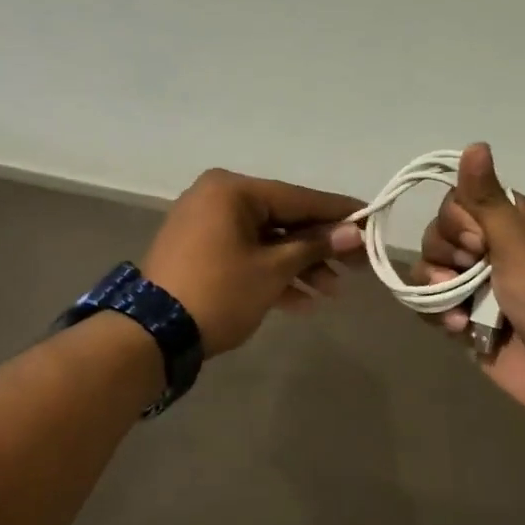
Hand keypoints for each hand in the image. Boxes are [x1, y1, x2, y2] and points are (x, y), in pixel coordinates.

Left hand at [143, 169, 366, 354]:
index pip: (298, 197)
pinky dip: (271, 274)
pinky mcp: (199, 253)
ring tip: (331, 293)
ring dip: (298, 266)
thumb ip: (315, 246)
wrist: (153, 334)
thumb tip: (355, 232)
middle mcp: (217, 198)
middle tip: (356, 267)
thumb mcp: (273, 269)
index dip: (337, 212)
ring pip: (265, 241)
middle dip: (319, 248)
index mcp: (232, 190)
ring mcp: (205, 226)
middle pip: (283, 220)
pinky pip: (245, 255)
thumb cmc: (219, 291)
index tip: (371, 219)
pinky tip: (302, 302)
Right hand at [415, 144, 524, 425]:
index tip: (478, 240)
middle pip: (440, 234)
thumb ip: (486, 200)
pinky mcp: (470, 323)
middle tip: (470, 271)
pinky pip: (435, 307)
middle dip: (445, 253)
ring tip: (458, 309)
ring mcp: (480, 289)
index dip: (458, 220)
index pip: (460, 202)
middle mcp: (494, 251)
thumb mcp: (522, 243)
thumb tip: (475, 143)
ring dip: (436, 286)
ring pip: (432, 270)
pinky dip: (438, 314)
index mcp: (514, 224)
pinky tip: (458, 327)